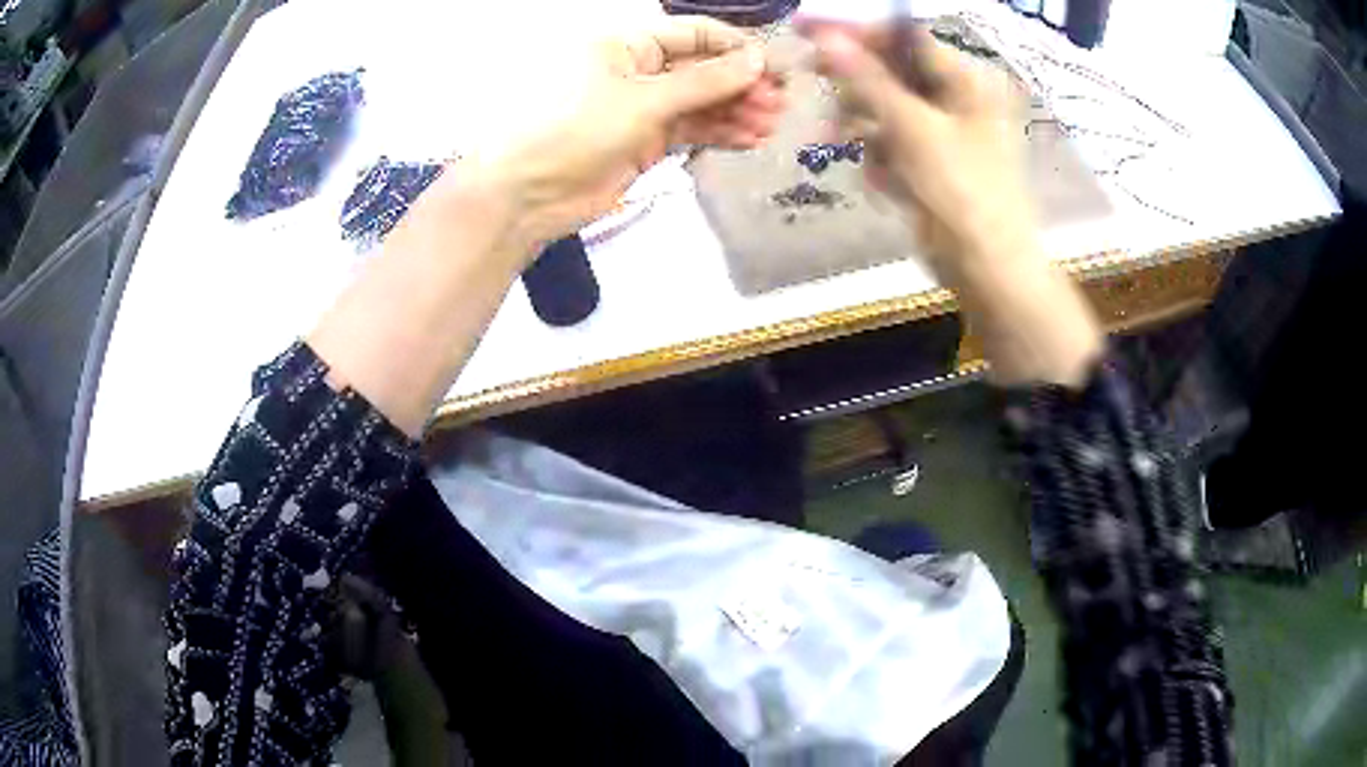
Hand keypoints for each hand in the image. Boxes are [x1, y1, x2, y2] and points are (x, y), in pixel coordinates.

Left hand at [481, 16, 784, 246]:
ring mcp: (642, 107)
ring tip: (771, 125)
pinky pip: (691, 129)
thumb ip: (704, 82)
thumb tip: (756, 60)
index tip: (773, 66)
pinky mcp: (645, 141)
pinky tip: (749, 139)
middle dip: (741, 84)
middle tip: (779, 104)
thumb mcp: (643, 99)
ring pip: (701, 102)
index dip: (735, 47)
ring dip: (736, 111)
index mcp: (628, 44)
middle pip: (702, 69)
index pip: (694, 34)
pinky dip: (719, 133)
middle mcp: (638, 70)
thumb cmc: (575, 129)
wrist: (528, 194)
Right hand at [800, 22, 1030, 262]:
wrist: (988, 271)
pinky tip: (885, 180)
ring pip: (886, 108)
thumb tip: (826, 36)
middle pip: (892, 71)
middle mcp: (957, 99)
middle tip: (820, 88)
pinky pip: (892, 142)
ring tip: (843, 144)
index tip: (809, 33)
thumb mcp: (913, 129)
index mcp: (966, 81)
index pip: (904, 38)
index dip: (857, 33)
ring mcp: (944, 132)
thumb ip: (868, 80)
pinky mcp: (932, 162)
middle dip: (857, 87)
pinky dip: (880, 156)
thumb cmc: (963, 194)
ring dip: (863, 125)